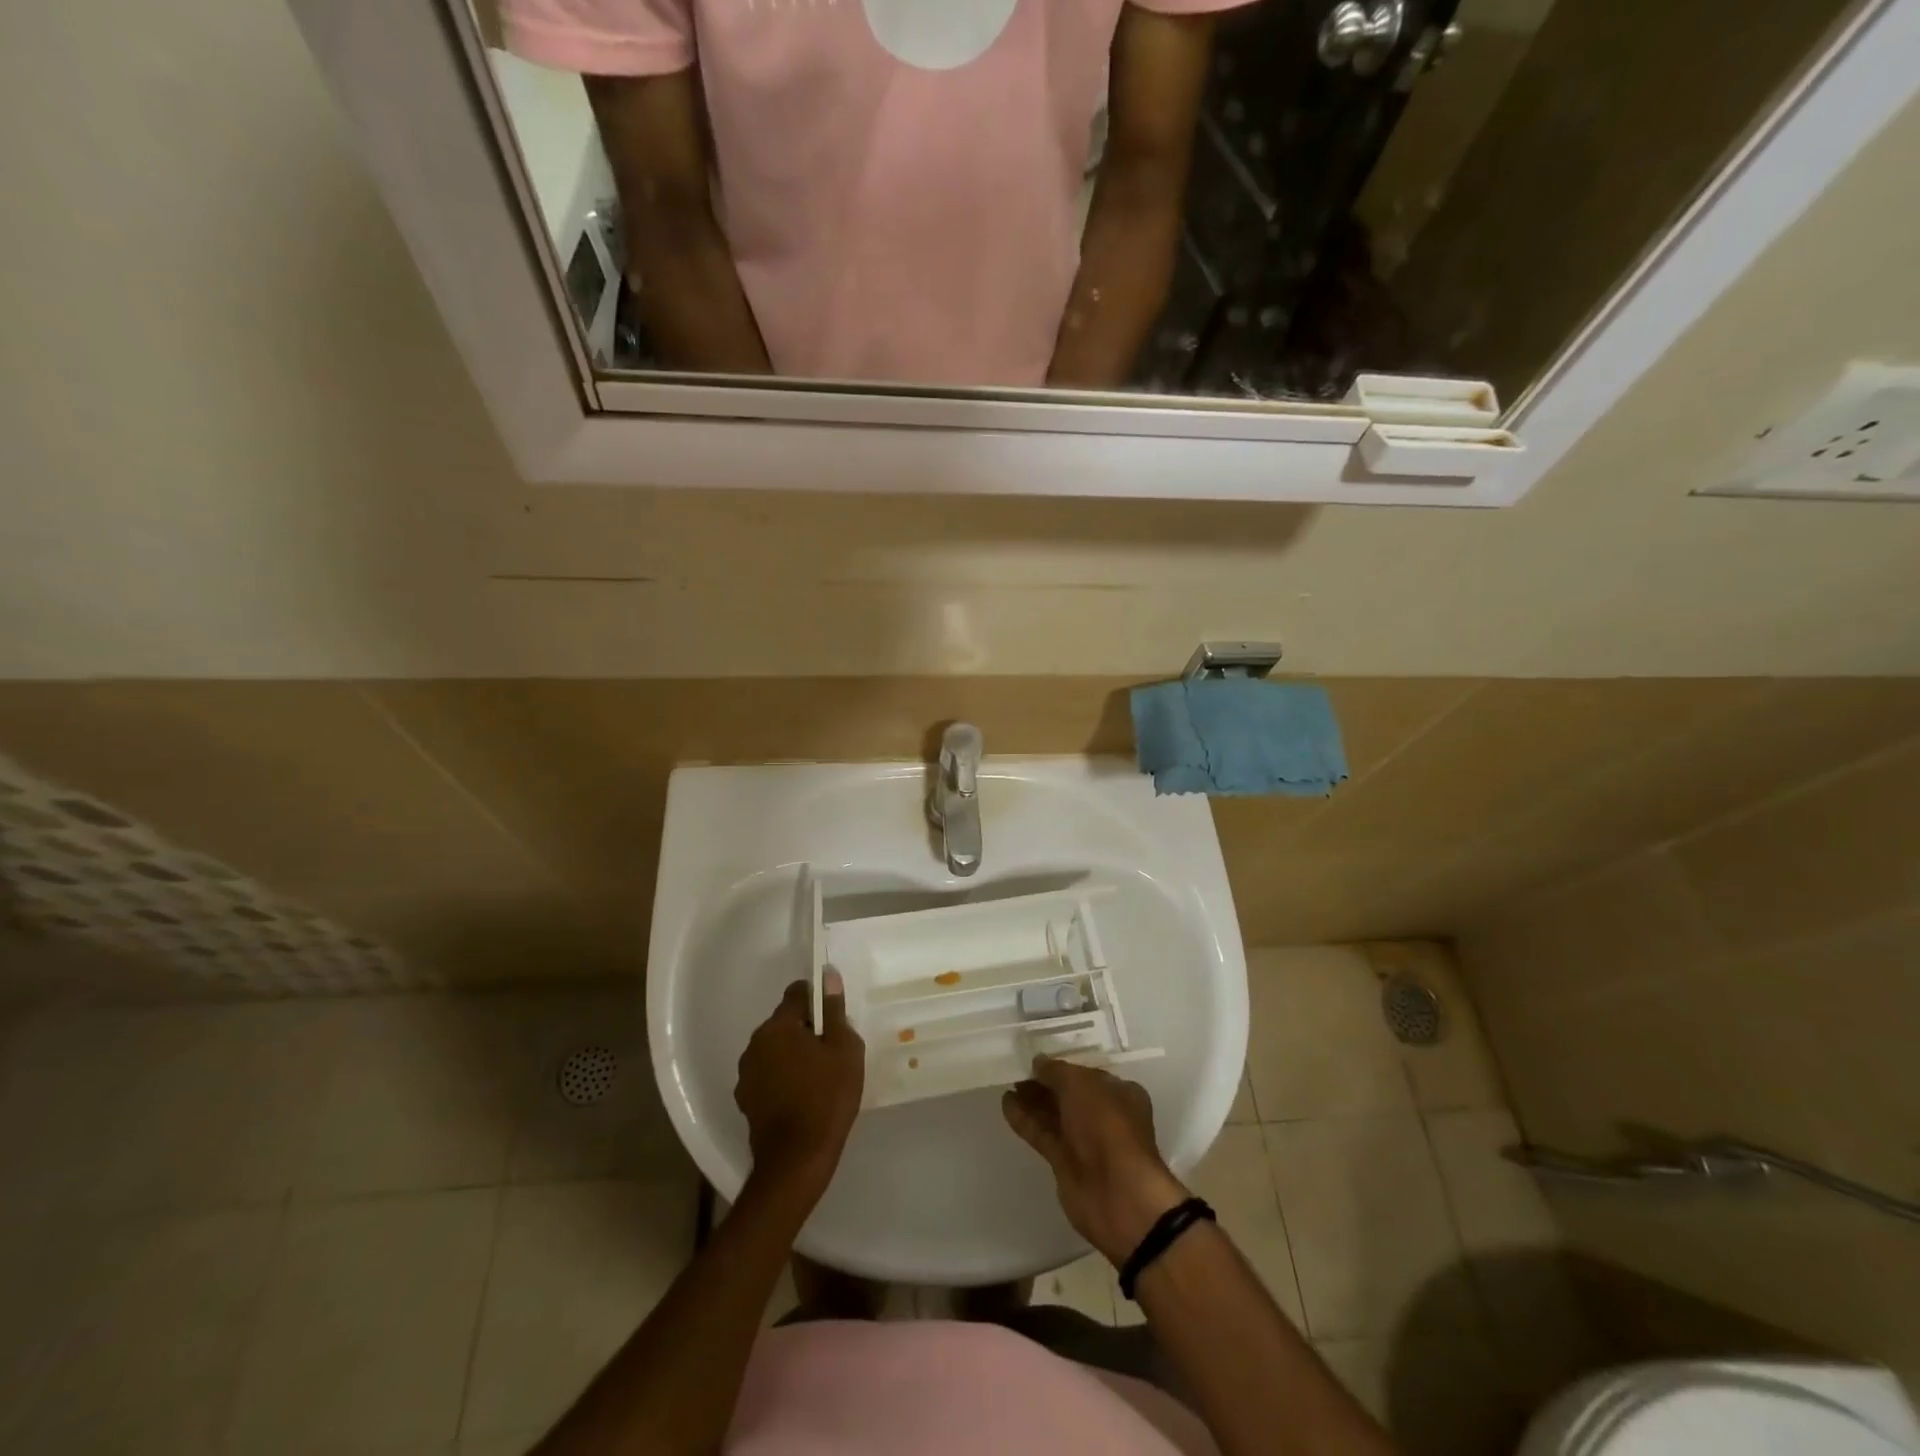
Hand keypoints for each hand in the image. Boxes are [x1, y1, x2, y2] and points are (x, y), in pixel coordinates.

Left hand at [735, 974, 863, 1198]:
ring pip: (775, 1050)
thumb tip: (828, 975)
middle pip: (784, 1022)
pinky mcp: (746, 1100)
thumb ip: (834, 1010)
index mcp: (778, 1026)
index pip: (797, 993)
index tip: (834, 1015)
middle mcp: (755, 1043)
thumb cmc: (827, 1096)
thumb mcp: (844, 1049)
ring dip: (793, 1054)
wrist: (797, 1159)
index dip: (817, 997)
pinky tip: (801, 1096)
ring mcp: (747, 1073)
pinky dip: (783, 1077)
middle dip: (806, 1028)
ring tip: (818, 1075)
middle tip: (832, 1049)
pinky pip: (768, 1075)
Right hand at [1003, 1057, 1190, 1266]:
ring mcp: (1085, 1141)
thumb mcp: (1080, 1085)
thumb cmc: (1106, 1126)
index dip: (1062, 1067)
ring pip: (1054, 1115)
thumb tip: (1038, 1062)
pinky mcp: (1066, 1163)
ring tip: (1007, 1086)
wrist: (1117, 1194)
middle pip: (1069, 1095)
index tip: (1036, 1061)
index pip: (1086, 1074)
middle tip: (1017, 1073)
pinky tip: (1006, 1105)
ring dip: (1032, 1101)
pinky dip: (1026, 1120)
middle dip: (1044, 1084)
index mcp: (1119, 1093)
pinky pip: (1043, 1134)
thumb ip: (1056, 1071)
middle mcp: (1104, 1115)